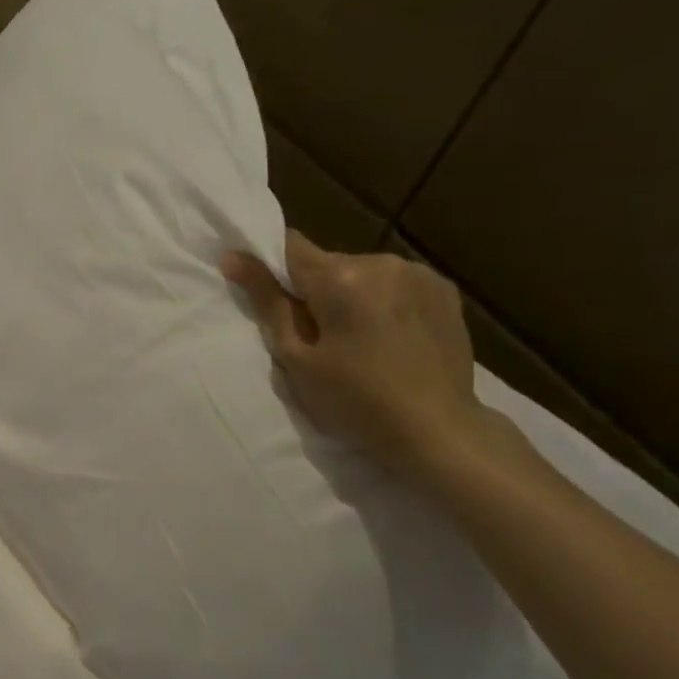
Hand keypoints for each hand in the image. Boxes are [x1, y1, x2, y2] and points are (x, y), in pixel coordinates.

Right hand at [222, 231, 493, 481]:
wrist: (437, 431)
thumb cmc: (355, 401)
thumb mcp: (297, 360)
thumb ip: (268, 303)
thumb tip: (234, 257)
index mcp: (340, 277)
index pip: (289, 247)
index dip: (270, 267)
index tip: (264, 295)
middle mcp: (382, 261)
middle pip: (327, 264)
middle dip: (314, 292)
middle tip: (315, 339)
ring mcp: (419, 273)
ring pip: (362, 274)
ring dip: (350, 297)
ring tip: (356, 342)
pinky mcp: (445, 290)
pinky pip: (396, 285)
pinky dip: (384, 303)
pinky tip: (390, 339)